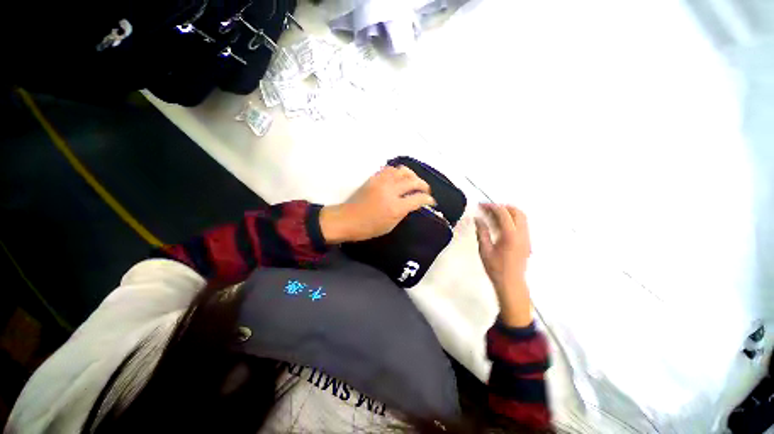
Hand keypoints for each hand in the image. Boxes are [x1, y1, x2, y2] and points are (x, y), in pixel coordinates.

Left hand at [320, 166, 435, 242]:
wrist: (347, 219)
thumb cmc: (368, 228)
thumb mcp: (390, 225)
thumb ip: (404, 212)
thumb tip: (412, 203)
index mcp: (395, 208)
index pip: (418, 198)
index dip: (428, 199)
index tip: (431, 201)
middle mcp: (390, 191)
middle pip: (413, 181)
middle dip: (424, 185)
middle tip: (426, 190)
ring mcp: (381, 182)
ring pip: (403, 171)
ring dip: (412, 175)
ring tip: (414, 181)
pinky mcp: (374, 178)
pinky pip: (390, 169)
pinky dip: (399, 172)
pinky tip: (400, 177)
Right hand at [475, 204, 533, 327]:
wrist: (511, 284)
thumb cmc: (496, 268)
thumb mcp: (484, 249)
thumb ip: (482, 232)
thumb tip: (478, 219)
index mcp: (511, 235)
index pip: (503, 213)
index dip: (492, 207)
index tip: (481, 206)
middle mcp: (522, 234)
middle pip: (517, 211)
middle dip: (502, 207)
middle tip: (488, 209)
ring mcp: (527, 238)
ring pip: (521, 217)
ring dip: (507, 213)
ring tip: (492, 216)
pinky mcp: (527, 242)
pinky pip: (521, 225)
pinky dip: (511, 220)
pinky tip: (499, 226)